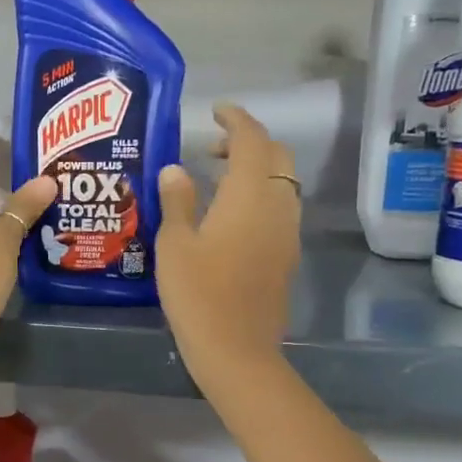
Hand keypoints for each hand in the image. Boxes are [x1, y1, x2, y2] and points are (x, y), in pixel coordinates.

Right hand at [155, 105, 300, 394]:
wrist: (236, 350)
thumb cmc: (198, 294)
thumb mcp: (175, 244)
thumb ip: (177, 201)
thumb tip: (176, 169)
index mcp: (248, 196)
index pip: (251, 140)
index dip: (236, 119)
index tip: (216, 111)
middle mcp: (276, 206)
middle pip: (276, 157)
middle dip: (249, 142)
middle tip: (212, 149)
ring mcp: (286, 232)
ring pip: (281, 183)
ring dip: (256, 170)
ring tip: (217, 179)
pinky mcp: (285, 256)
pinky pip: (279, 208)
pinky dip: (260, 195)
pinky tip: (230, 215)